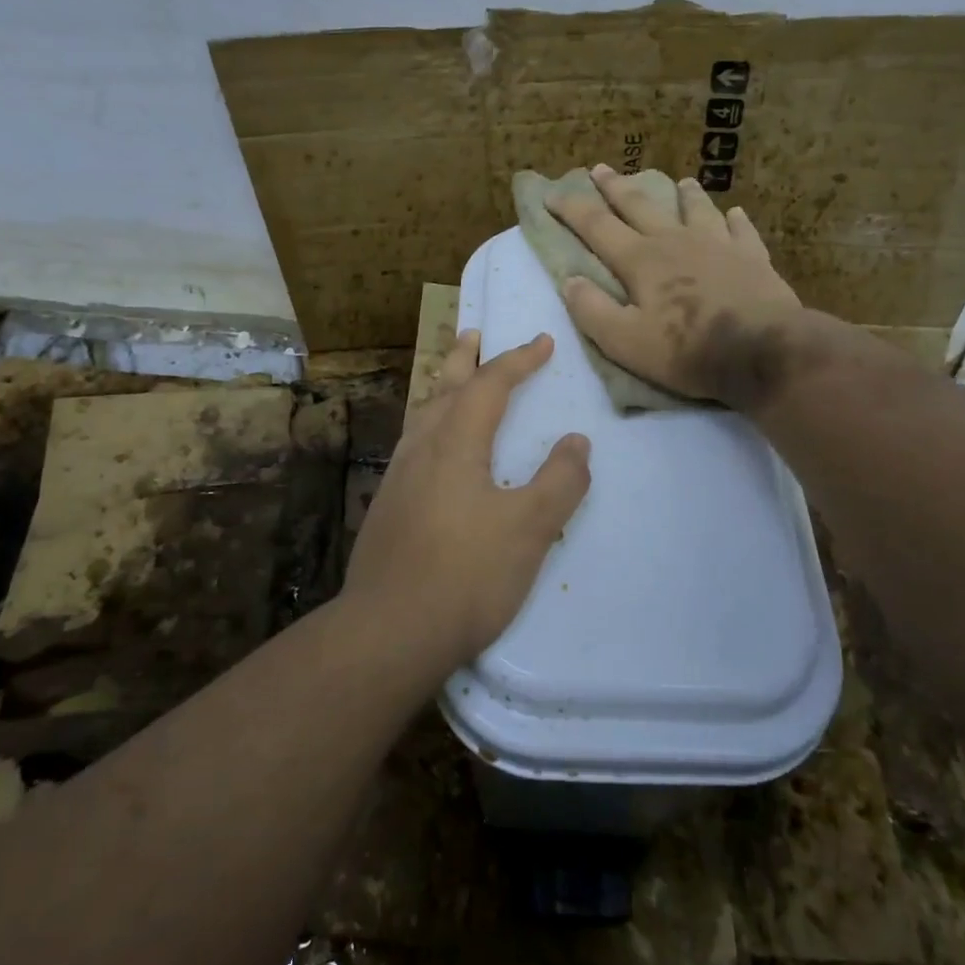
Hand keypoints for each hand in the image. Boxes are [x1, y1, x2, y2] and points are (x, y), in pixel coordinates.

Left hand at [344, 331, 590, 675]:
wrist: (389, 631)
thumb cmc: (466, 574)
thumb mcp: (529, 528)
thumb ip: (559, 481)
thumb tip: (577, 440)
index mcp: (454, 444)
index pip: (489, 386)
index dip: (518, 360)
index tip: (543, 343)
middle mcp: (421, 449)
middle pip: (443, 388)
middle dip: (464, 359)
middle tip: (474, 333)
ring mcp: (397, 478)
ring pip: (422, 416)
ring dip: (442, 389)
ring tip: (453, 381)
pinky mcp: (387, 508)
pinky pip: (413, 445)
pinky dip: (431, 425)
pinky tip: (434, 451)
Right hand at [550, 164, 817, 409]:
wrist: (763, 351)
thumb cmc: (687, 350)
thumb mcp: (625, 342)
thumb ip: (592, 311)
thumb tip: (569, 281)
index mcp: (641, 260)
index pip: (597, 227)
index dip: (572, 209)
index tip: (552, 194)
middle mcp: (675, 241)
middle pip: (640, 205)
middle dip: (616, 187)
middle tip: (601, 168)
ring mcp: (718, 244)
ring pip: (695, 209)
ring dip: (683, 195)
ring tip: (680, 181)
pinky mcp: (752, 257)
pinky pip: (741, 230)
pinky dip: (735, 220)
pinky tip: (735, 214)